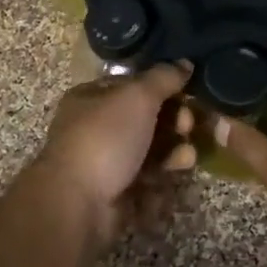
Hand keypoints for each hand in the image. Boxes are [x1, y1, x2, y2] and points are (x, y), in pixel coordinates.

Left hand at [27, 63, 195, 244]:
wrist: (78, 203)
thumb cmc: (105, 138)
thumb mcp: (137, 97)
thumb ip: (164, 78)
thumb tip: (185, 63)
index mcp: (92, 98)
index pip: (134, 85)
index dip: (163, 87)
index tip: (188, 92)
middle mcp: (96, 128)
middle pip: (145, 119)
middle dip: (173, 121)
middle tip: (188, 126)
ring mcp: (105, 163)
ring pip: (149, 151)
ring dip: (173, 151)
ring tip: (186, 157)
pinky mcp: (116, 193)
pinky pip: (147, 181)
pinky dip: (162, 179)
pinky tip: (175, 176)